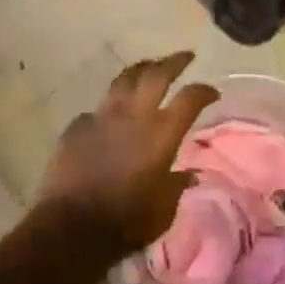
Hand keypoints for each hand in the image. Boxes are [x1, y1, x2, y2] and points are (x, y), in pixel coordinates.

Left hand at [38, 52, 218, 256]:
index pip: (190, 98)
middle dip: (174, 62)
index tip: (212, 91)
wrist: (72, 226)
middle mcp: (134, 115)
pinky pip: (97, 108)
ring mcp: (102, 116)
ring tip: (148, 67)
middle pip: (157, 74)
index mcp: (162, 133)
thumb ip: (176, 186)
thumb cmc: (126, 222)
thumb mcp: (163, 210)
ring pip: (124, 79)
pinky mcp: (77, 125)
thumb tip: (189, 175)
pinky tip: (110, 115)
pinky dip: (109, 107)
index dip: (204, 91)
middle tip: (185, 57)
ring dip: (140, 70)